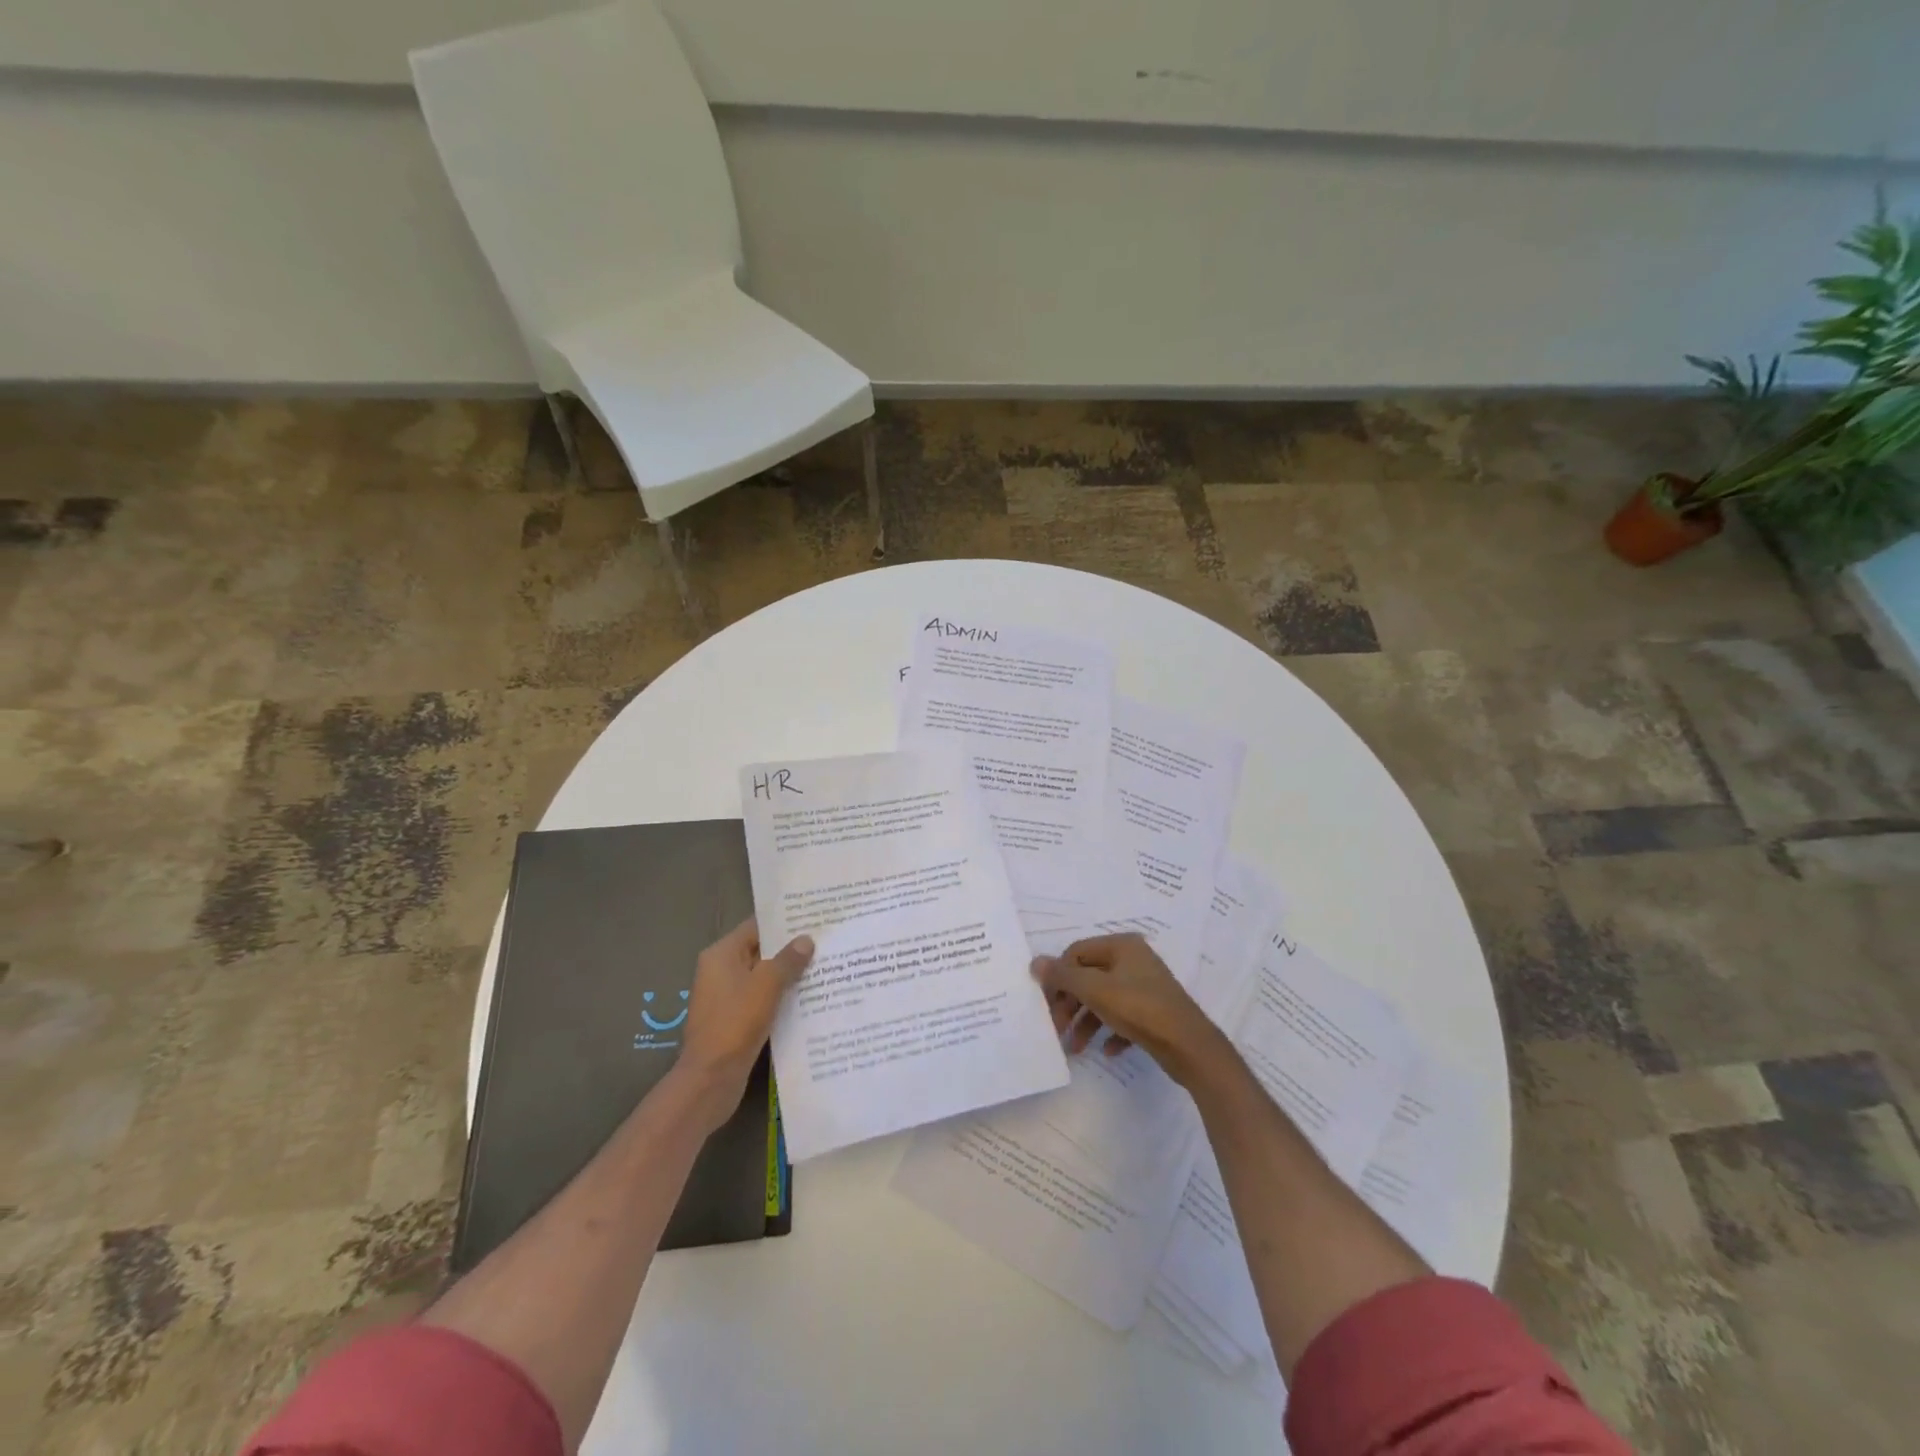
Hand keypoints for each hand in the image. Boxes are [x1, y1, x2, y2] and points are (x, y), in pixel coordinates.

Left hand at [675, 918, 812, 1129]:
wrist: (710, 1079)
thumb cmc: (735, 1023)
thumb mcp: (766, 986)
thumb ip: (787, 960)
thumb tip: (806, 939)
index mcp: (722, 955)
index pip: (756, 926)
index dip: (784, 921)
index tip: (814, 916)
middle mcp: (721, 971)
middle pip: (761, 951)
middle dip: (791, 948)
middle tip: (827, 940)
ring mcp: (727, 997)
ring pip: (764, 977)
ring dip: (789, 974)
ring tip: (825, 965)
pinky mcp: (735, 1020)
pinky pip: (763, 999)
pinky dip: (782, 996)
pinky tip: (810, 997)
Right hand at [1032, 933, 1227, 1087]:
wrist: (1190, 1047)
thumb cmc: (1139, 1009)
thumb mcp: (1094, 990)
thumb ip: (1063, 976)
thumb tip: (1035, 962)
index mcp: (1121, 945)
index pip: (1076, 952)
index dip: (1058, 977)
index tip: (1047, 1004)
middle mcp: (1133, 960)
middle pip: (1089, 977)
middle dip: (1071, 1004)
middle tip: (1058, 1029)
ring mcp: (1145, 986)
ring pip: (1104, 1000)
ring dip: (1086, 1022)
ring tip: (1075, 1048)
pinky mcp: (1154, 1012)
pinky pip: (1123, 1017)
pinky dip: (1111, 1031)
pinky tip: (1107, 1050)